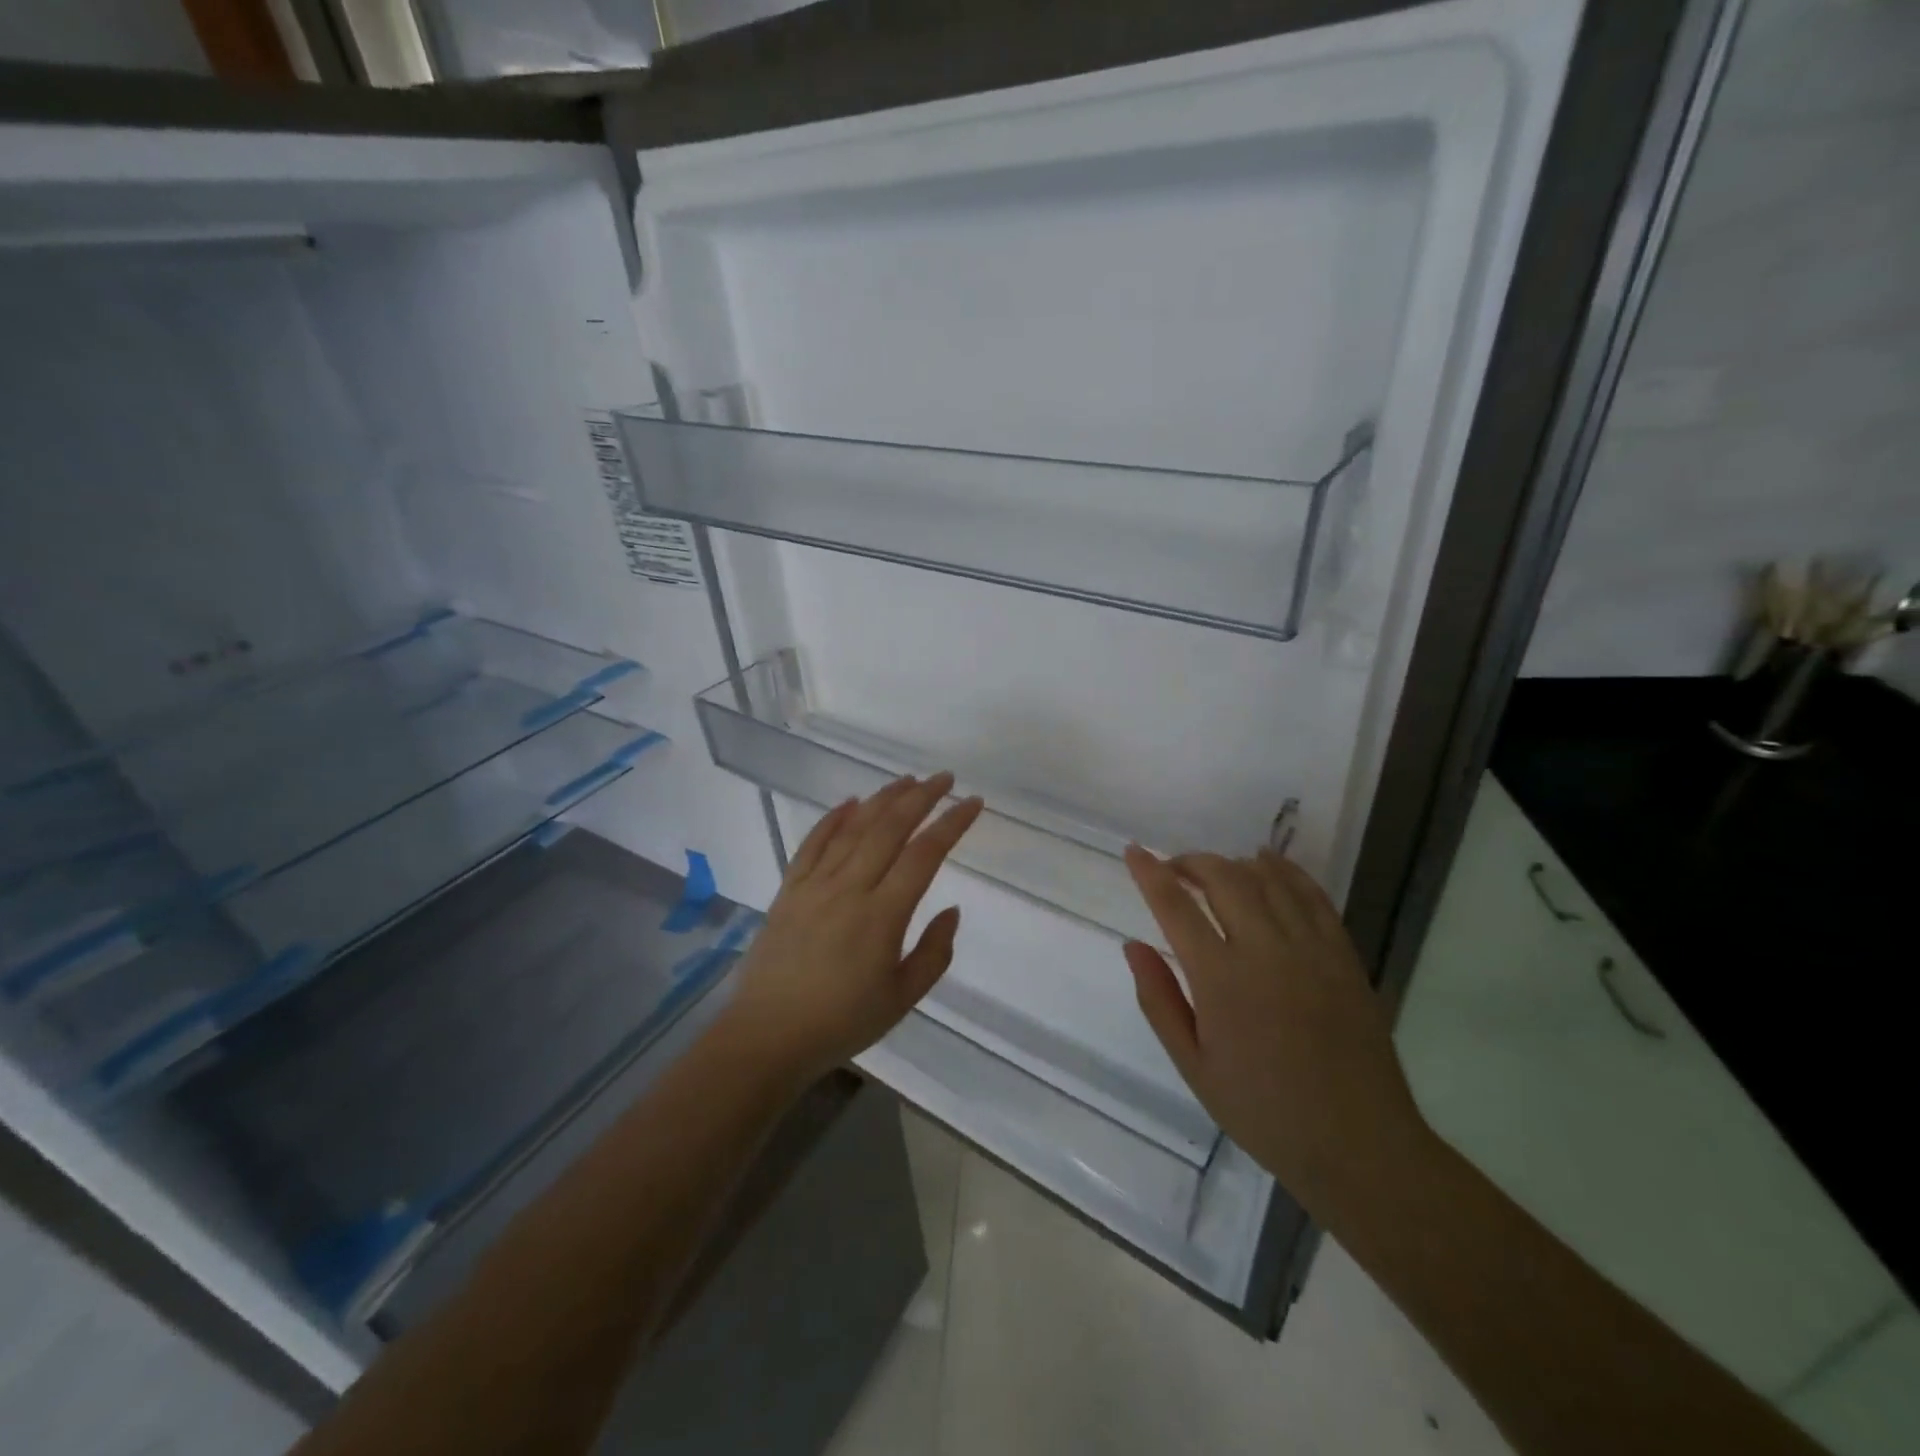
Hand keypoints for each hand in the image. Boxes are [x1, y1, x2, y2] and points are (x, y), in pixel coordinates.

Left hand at [724, 773, 983, 1087]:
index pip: (924, 855)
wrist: (767, 1037)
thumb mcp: (902, 998)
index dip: (951, 824)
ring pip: (853, 828)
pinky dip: (833, 819)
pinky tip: (850, 803)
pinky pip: (812, 844)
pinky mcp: (788, 890)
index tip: (972, 803)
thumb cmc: (841, 1023)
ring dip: (882, 799)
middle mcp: (849, 888)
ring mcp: (814, 885)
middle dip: (920, 797)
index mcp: (882, 915)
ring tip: (906, 781)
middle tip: (943, 779)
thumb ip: (934, 953)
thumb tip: (951, 910)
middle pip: (889, 828)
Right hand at [1122, 845, 1433, 1218]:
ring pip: (1267, 879)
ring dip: (1234, 863)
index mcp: (1221, 979)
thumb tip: (1133, 945)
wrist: (1358, 1145)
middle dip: (1192, 862)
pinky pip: (1313, 895)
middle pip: (1223, 878)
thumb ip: (1159, 1000)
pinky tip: (1269, 865)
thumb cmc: (1264, 1111)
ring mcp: (1311, 949)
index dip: (1150, 873)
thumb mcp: (1194, 1066)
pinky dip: (1286, 871)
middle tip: (1174, 869)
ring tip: (1214, 869)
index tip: (1134, 852)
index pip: (1175, 907)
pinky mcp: (1343, 955)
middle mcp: (1265, 950)